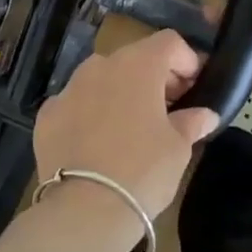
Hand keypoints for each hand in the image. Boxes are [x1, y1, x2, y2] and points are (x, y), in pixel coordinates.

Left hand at [32, 30, 218, 220]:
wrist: (85, 209)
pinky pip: (75, 103)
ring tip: (131, 126)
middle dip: (154, 77)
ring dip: (119, 92)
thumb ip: (191, 122)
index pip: (169, 42)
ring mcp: (69, 88)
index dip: (186, 60)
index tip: (194, 88)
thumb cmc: (143, 170)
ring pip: (101, 78)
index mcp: (138, 65)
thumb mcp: (178, 148)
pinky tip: (96, 143)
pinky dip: (89, 113)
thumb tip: (205, 114)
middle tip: (168, 109)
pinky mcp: (47, 114)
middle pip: (134, 58)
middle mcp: (100, 65)